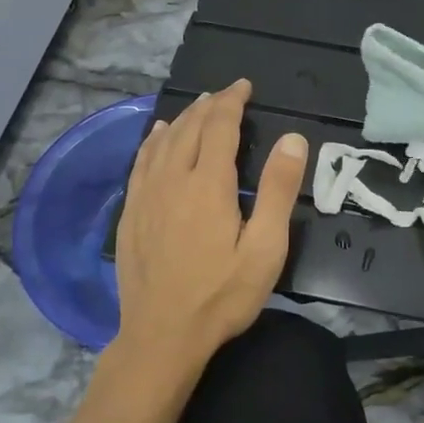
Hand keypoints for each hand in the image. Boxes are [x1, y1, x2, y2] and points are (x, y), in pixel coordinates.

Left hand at [111, 79, 308, 369]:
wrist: (162, 336)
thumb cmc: (222, 295)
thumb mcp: (265, 248)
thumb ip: (278, 190)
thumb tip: (292, 138)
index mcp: (209, 185)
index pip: (219, 126)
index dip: (232, 101)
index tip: (244, 86)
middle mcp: (173, 180)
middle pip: (189, 128)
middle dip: (209, 105)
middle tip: (226, 93)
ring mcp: (146, 196)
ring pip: (162, 142)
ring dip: (182, 118)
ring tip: (197, 106)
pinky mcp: (131, 213)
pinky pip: (141, 162)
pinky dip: (152, 140)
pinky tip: (157, 135)